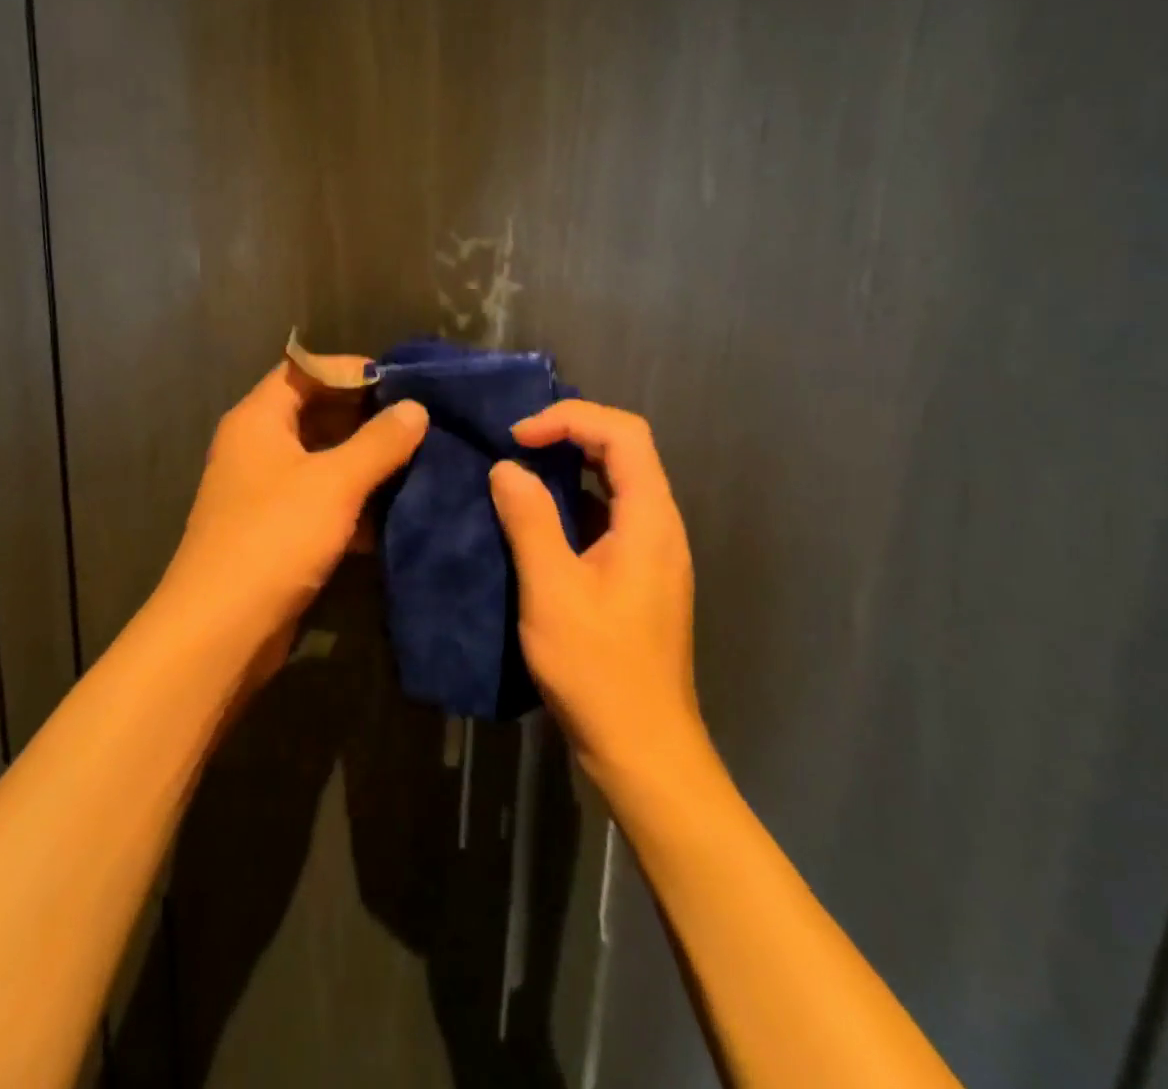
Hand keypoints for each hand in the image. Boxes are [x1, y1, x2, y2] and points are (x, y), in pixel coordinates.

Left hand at [155, 363, 428, 675]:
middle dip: (366, 416)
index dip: (351, 369)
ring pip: (322, 459)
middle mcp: (257, 446)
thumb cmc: (274, 537)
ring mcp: (265, 490)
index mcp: (259, 419)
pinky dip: (353, 500)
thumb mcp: (335, 483)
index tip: (402, 381)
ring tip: (418, 460)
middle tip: (419, 421)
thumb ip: (379, 442)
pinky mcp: (277, 530)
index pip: (305, 370)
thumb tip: (416, 409)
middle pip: (315, 412)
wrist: (221, 630)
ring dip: (365, 460)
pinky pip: (321, 499)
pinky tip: (395, 509)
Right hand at [488, 401, 701, 785]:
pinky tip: (539, 521)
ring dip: (573, 465)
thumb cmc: (598, 668)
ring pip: (619, 482)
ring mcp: (654, 552)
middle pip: (626, 450)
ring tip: (522, 472)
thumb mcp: (552, 589)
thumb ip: (529, 519)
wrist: (643, 748)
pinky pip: (611, 515)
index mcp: (649, 519)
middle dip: (572, 433)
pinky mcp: (640, 576)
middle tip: (518, 445)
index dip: (570, 419)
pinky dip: (576, 500)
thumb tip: (507, 468)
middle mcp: (661, 526)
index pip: (624, 433)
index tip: (519, 438)